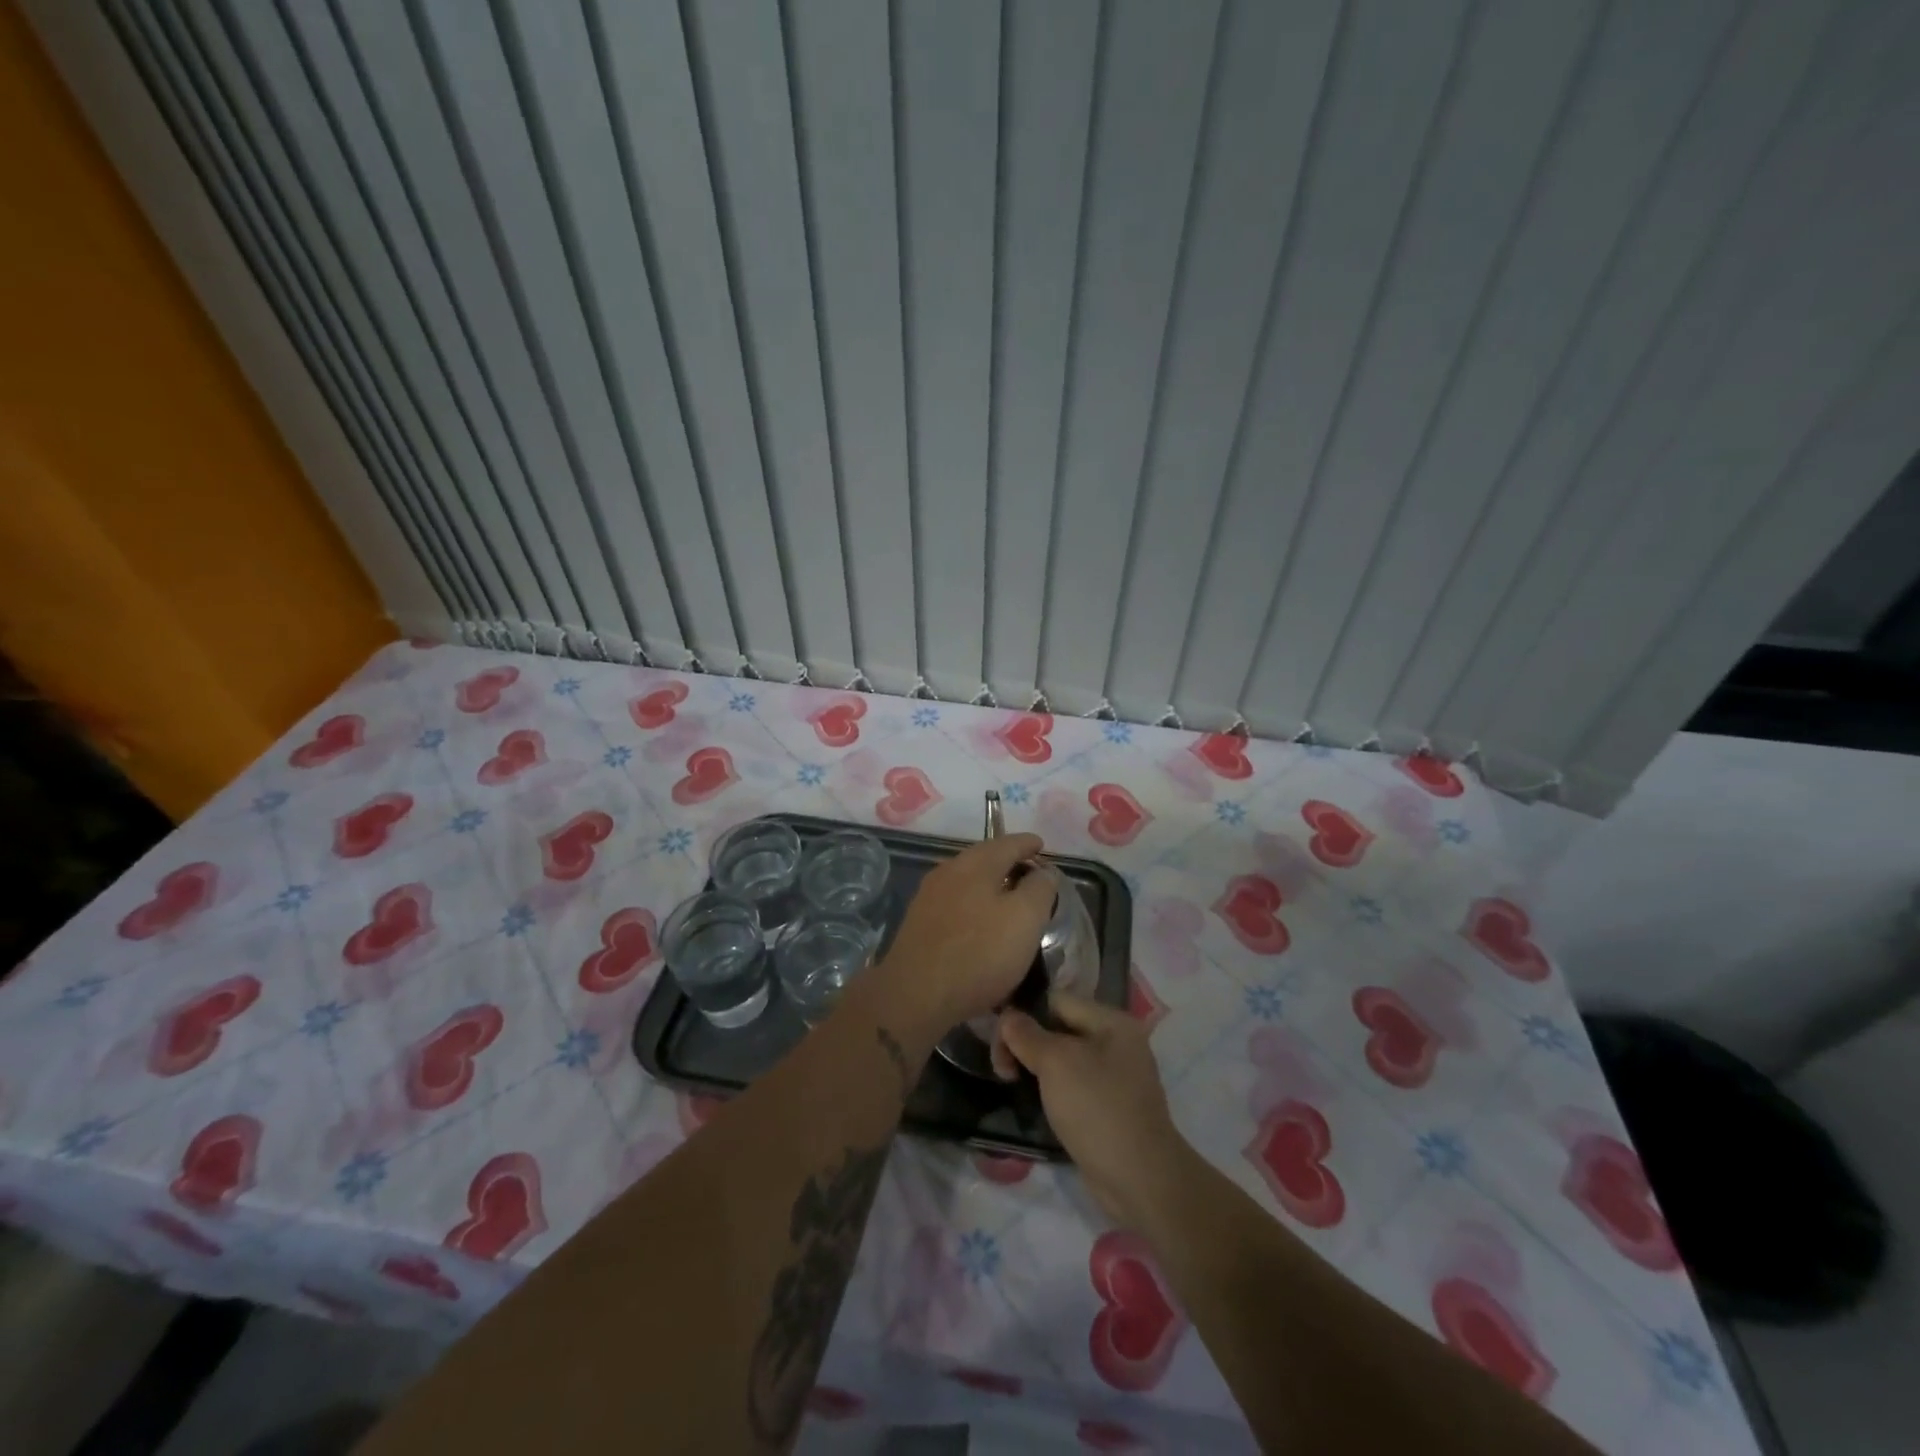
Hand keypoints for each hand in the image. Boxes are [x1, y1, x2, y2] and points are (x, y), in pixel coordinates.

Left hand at [874, 832, 1056, 1033]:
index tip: (1041, 846)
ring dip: (990, 883)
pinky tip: (980, 921)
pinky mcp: (919, 922)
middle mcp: (949, 870)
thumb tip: (1044, 872)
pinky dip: (974, 903)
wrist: (915, 994)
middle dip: (1008, 861)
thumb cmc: (979, 953)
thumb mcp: (1025, 919)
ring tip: (1008, 898)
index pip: (1008, 843)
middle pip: (985, 857)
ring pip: (967, 879)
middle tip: (1029, 873)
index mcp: (976, 863)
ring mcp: (929, 896)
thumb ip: (1040, 889)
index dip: (1028, 844)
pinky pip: (955, 901)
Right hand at [994, 992, 1192, 1230]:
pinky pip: (1073, 1083)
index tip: (998, 1042)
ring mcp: (1115, 1075)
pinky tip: (1034, 1100)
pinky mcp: (1109, 1105)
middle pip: (1059, 1027)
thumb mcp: (1056, 1063)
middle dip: (1027, 1043)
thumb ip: (1027, 1034)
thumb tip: (1008, 1017)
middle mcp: (1117, 1041)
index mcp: (1112, 1020)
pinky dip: (1052, 1088)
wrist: (1139, 1179)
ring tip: (1012, 1082)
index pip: (1056, 1000)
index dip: (1023, 1015)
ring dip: (1036, 1067)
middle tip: (1002, 1069)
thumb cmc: (1097, 1108)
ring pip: (1064, 1058)